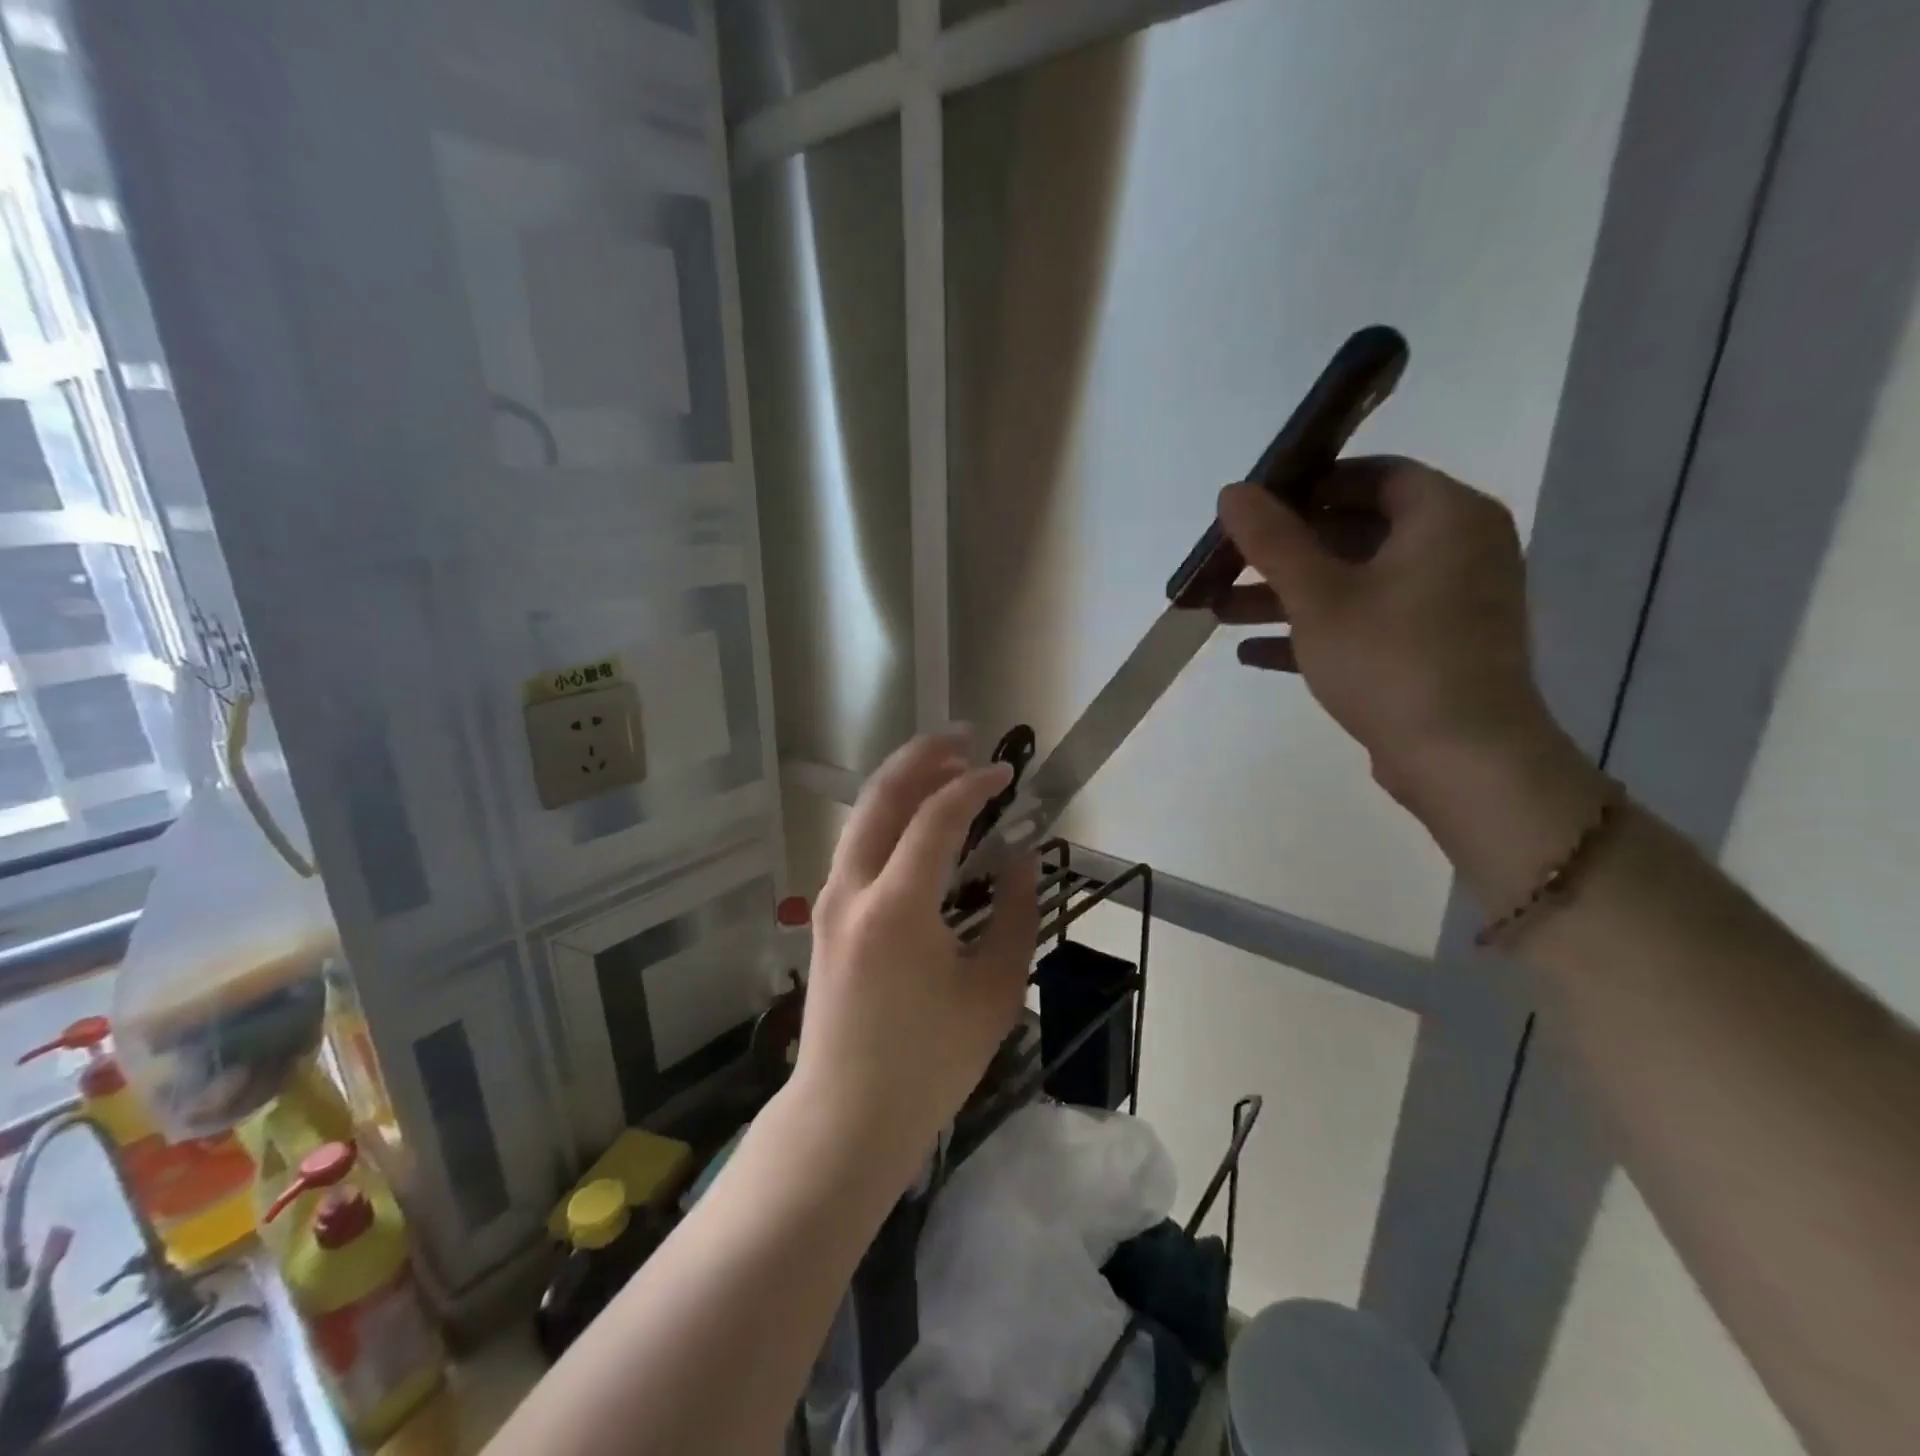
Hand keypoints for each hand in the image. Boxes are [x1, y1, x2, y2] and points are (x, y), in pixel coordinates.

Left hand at [791, 732, 1038, 1182]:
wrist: (846, 1117)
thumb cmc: (928, 1063)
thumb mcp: (994, 990)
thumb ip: (1015, 914)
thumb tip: (1021, 856)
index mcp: (897, 907)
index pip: (936, 817)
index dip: (975, 785)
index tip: (1008, 773)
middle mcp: (853, 889)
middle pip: (881, 797)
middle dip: (922, 757)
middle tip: (963, 738)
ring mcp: (830, 901)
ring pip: (862, 817)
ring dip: (902, 783)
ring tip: (944, 767)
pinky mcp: (824, 916)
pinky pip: (856, 845)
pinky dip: (887, 817)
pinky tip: (916, 821)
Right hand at [1215, 457, 1561, 818]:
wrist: (1462, 759)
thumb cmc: (1390, 659)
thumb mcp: (1318, 595)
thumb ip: (1272, 540)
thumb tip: (1232, 491)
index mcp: (1445, 517)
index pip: (1373, 475)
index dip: (1309, 485)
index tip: (1256, 507)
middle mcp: (1456, 549)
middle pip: (1356, 531)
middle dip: (1283, 552)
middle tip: (1228, 564)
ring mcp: (1446, 603)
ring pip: (1354, 582)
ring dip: (1287, 595)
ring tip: (1221, 612)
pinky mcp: (1431, 649)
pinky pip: (1366, 623)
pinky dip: (1314, 630)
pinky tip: (1252, 653)